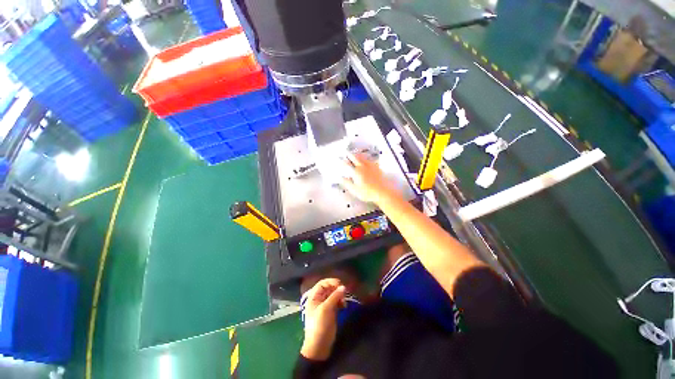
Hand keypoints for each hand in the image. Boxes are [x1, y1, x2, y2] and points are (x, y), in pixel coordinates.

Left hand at [301, 278, 345, 360]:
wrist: (319, 346)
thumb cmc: (319, 325)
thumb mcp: (326, 309)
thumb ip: (334, 296)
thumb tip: (344, 287)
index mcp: (314, 297)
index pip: (322, 283)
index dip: (331, 282)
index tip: (340, 284)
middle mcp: (319, 299)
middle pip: (329, 288)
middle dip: (337, 289)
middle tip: (345, 292)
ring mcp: (325, 306)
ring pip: (333, 295)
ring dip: (340, 296)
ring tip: (345, 301)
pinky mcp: (330, 312)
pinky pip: (336, 302)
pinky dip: (341, 302)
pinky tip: (344, 306)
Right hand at [341, 153, 398, 203]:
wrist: (383, 192)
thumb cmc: (368, 192)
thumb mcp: (354, 190)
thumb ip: (347, 183)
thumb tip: (341, 178)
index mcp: (356, 172)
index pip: (348, 164)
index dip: (343, 161)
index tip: (341, 159)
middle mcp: (363, 167)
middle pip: (355, 158)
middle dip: (350, 155)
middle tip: (347, 152)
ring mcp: (371, 166)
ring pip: (363, 158)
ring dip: (358, 155)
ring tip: (355, 154)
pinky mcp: (377, 168)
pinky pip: (370, 160)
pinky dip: (366, 158)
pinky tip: (367, 159)